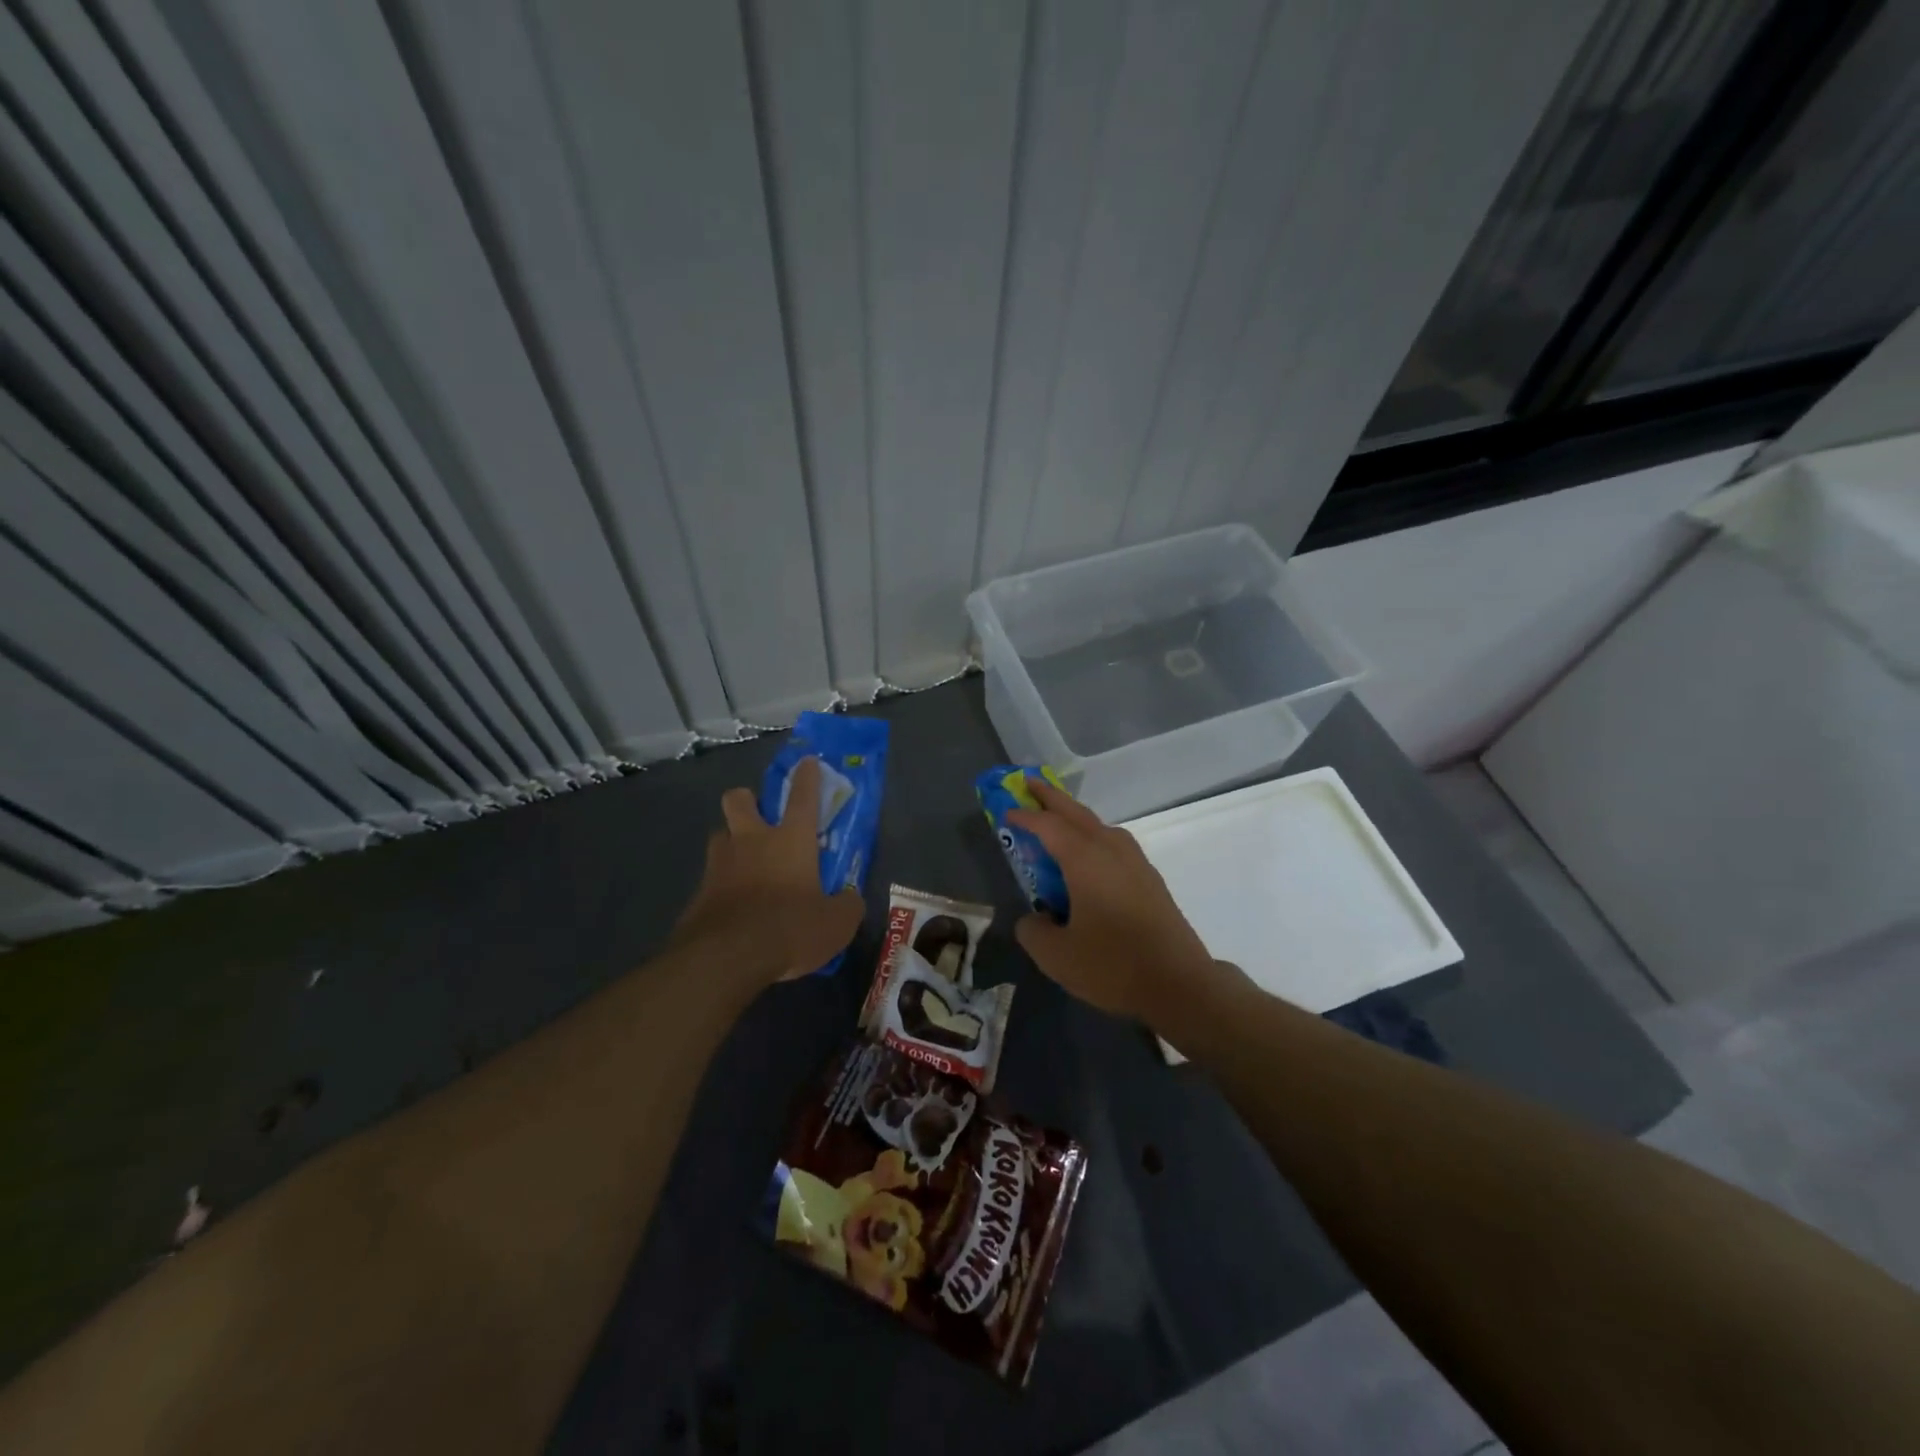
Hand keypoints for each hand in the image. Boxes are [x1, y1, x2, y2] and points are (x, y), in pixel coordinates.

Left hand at [672, 756, 863, 985]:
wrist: (726, 958)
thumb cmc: (790, 928)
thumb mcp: (836, 923)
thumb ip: (846, 906)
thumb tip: (850, 899)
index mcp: (790, 840)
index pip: (802, 798)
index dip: (807, 777)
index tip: (806, 762)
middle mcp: (751, 842)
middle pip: (739, 800)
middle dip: (747, 799)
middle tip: (758, 816)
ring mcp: (719, 865)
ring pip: (719, 836)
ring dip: (730, 841)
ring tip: (744, 864)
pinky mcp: (698, 894)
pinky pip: (710, 877)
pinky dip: (721, 885)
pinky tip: (732, 906)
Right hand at [1007, 778, 1218, 1024]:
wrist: (1180, 984)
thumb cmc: (1113, 965)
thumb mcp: (1056, 956)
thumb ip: (1033, 931)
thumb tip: (1033, 919)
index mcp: (1085, 860)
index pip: (1048, 826)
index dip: (1024, 816)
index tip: (1006, 810)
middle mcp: (1111, 850)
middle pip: (1076, 813)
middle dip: (1051, 797)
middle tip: (1028, 783)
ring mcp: (1135, 862)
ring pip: (1098, 826)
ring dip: (1074, 816)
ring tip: (1057, 818)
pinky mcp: (1149, 879)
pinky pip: (1112, 843)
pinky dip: (1092, 836)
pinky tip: (1088, 857)